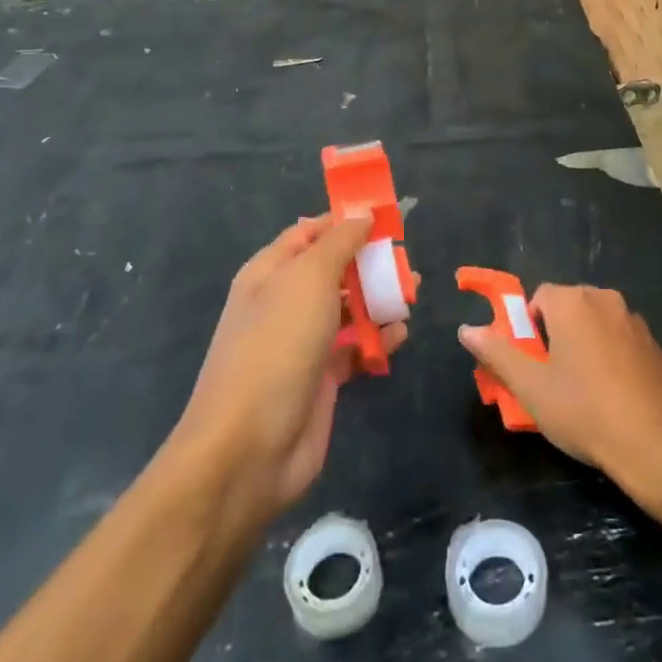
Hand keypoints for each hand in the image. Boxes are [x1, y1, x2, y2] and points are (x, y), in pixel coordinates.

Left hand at [177, 215, 406, 520]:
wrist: (248, 448)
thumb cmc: (276, 346)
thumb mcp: (308, 279)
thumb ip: (338, 243)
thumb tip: (362, 214)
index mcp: (270, 272)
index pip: (310, 232)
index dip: (345, 221)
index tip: (387, 215)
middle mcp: (284, 303)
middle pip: (334, 269)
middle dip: (370, 262)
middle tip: (406, 260)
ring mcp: (302, 342)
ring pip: (348, 309)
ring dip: (379, 299)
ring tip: (413, 293)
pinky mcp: (322, 378)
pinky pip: (355, 348)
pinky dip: (378, 340)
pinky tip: (399, 335)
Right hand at [458, 284, 661, 492]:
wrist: (659, 444)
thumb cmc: (586, 410)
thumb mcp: (531, 387)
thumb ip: (497, 353)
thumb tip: (466, 330)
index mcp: (573, 302)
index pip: (538, 298)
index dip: (527, 328)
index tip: (528, 364)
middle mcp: (606, 300)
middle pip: (567, 308)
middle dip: (553, 337)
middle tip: (548, 380)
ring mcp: (635, 322)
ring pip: (595, 326)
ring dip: (582, 347)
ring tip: (579, 393)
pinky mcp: (655, 346)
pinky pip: (619, 342)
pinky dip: (609, 359)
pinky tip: (610, 398)